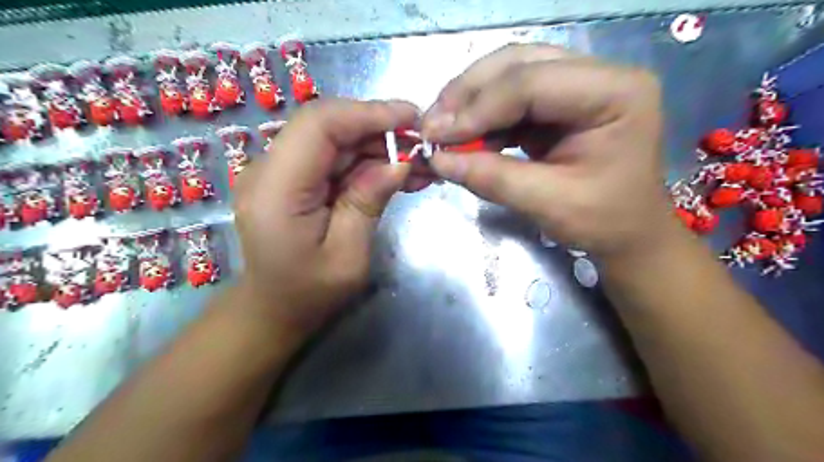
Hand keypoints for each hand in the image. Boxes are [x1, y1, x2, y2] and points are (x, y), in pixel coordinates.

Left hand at [232, 98, 418, 334]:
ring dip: (376, 144)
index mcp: (276, 191)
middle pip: (326, 125)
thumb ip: (367, 203)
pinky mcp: (292, 177)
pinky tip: (395, 172)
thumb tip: (399, 161)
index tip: (411, 118)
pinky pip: (332, 156)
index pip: (319, 125)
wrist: (274, 308)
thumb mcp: (348, 257)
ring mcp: (278, 171)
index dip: (367, 113)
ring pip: (333, 138)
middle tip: (420, 144)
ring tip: (416, 162)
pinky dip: (365, 160)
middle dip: (378, 128)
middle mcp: (269, 170)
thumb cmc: (309, 294)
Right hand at [421, 46, 679, 260]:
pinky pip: (511, 98)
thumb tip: (438, 160)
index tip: (437, 137)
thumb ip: (493, 178)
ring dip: (470, 101)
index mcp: (615, 93)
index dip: (479, 108)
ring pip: (509, 74)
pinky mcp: (559, 103)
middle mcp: (599, 75)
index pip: (533, 82)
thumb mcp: (549, 204)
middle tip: (432, 125)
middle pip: (518, 64)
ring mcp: (578, 85)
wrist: (628, 232)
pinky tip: (463, 136)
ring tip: (441, 130)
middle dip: (468, 94)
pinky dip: (482, 116)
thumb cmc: (604, 221)